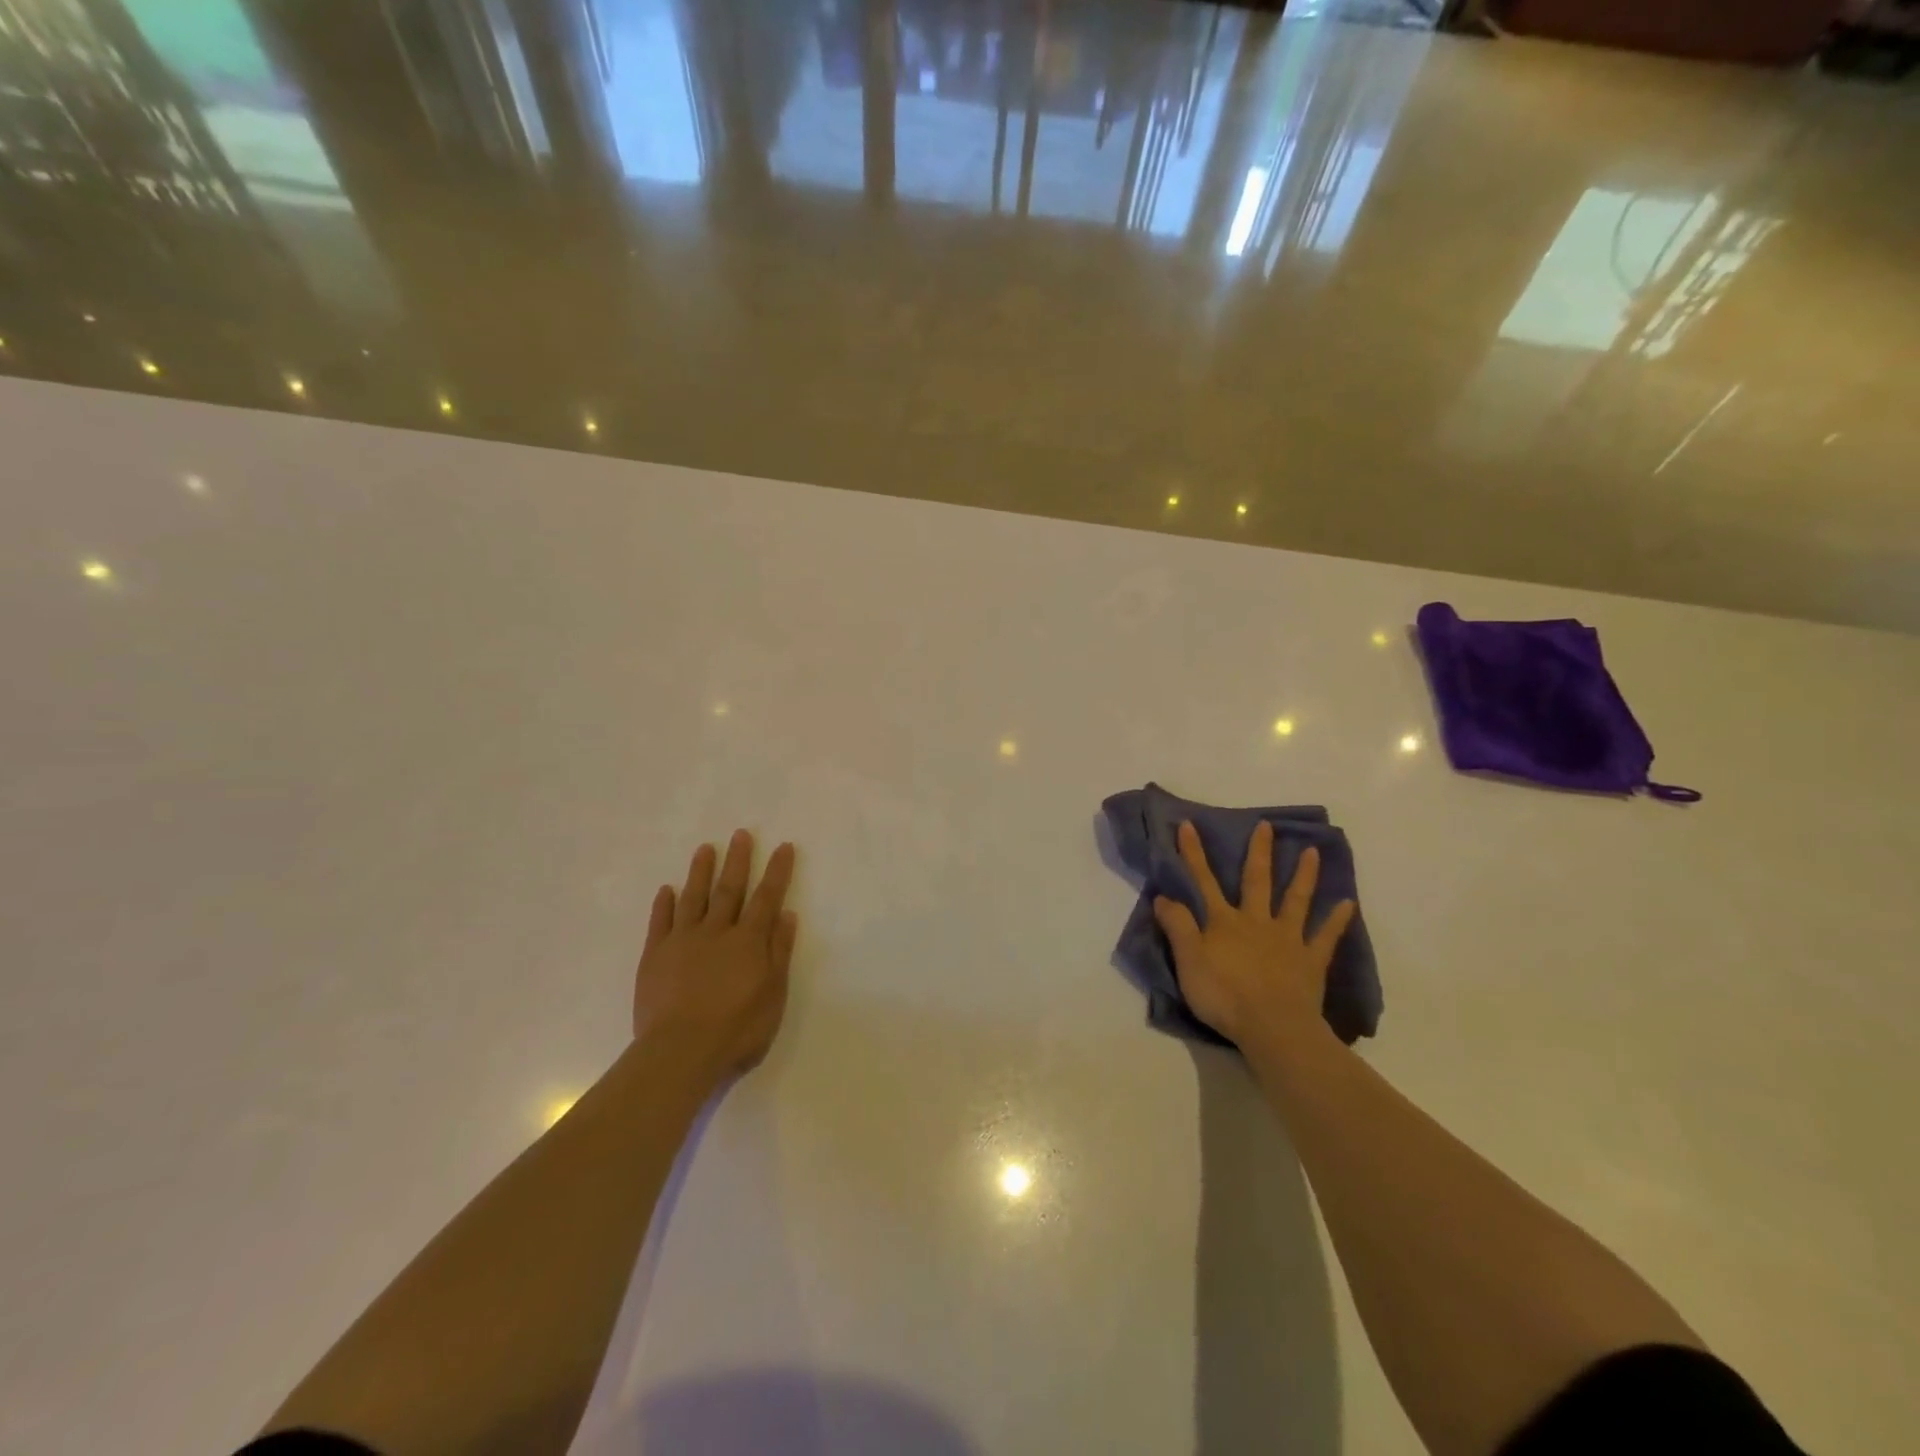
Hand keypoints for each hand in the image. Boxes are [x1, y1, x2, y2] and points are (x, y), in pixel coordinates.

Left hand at [633, 830, 797, 1081]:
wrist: (680, 1053)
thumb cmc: (737, 1030)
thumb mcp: (774, 995)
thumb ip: (779, 953)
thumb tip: (787, 914)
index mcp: (749, 941)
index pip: (767, 898)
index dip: (777, 871)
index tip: (783, 846)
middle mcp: (717, 932)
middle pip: (729, 889)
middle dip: (738, 860)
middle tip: (741, 834)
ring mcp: (682, 941)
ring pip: (693, 898)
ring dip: (700, 872)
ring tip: (706, 848)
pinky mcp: (655, 956)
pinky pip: (660, 922)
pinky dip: (664, 904)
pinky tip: (667, 890)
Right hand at [1153, 820, 1354, 1050]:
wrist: (1272, 1027)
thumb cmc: (1224, 995)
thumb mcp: (1188, 961)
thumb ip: (1177, 927)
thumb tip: (1163, 896)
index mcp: (1223, 922)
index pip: (1203, 881)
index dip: (1193, 853)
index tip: (1188, 825)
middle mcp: (1256, 921)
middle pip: (1256, 881)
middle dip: (1259, 852)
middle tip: (1266, 826)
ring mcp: (1287, 938)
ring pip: (1296, 901)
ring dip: (1303, 875)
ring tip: (1313, 852)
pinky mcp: (1311, 960)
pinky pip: (1326, 937)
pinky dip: (1337, 920)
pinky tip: (1348, 904)